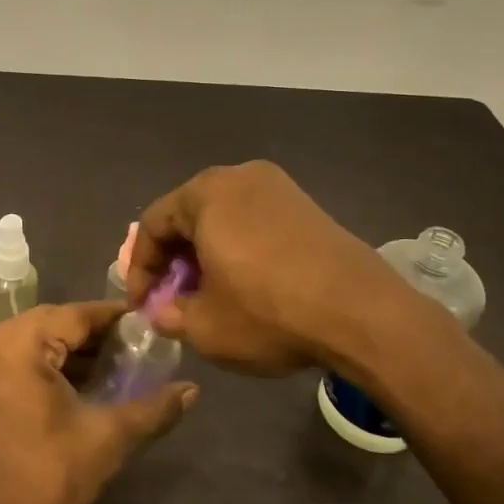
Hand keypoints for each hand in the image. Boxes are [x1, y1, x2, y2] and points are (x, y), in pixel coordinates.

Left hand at [0, 303, 197, 503]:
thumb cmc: (45, 482)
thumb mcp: (106, 439)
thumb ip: (152, 408)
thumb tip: (192, 390)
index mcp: (13, 344)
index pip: (75, 315)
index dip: (114, 318)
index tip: (148, 323)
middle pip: (53, 324)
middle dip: (95, 337)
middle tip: (138, 348)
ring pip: (34, 341)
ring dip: (72, 352)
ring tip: (117, 366)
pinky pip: (17, 357)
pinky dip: (47, 365)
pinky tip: (81, 381)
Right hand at [128, 160, 438, 376]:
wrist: (362, 314)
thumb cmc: (269, 312)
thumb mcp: (205, 327)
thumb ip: (170, 316)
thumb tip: (162, 313)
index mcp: (206, 193)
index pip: (153, 225)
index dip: (141, 269)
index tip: (141, 305)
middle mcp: (239, 176)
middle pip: (188, 216)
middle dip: (174, 260)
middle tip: (170, 299)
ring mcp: (278, 187)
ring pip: (222, 219)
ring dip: (205, 255)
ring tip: (206, 295)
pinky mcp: (306, 206)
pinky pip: (254, 222)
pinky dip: (238, 249)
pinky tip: (244, 284)